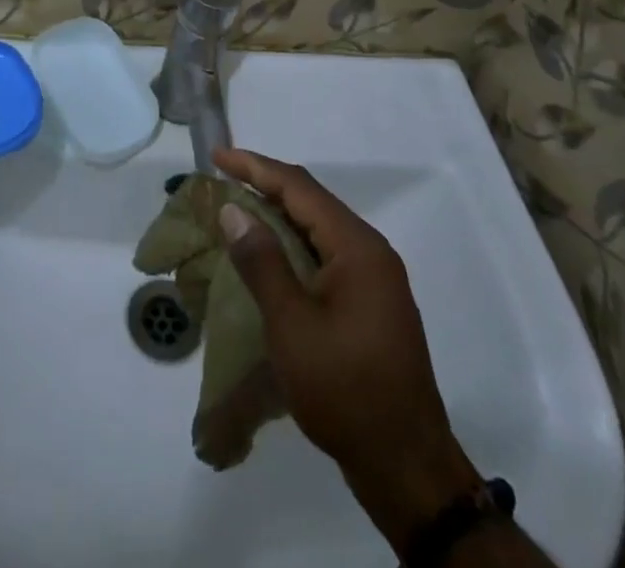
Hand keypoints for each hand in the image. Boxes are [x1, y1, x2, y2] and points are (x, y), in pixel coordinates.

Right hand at [214, 148, 480, 547]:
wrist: (407, 468)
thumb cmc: (345, 390)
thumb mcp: (292, 325)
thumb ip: (262, 261)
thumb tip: (234, 209)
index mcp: (358, 247)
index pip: (299, 188)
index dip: (255, 167)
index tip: (217, 156)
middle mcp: (371, 252)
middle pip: (311, 202)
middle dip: (266, 186)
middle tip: (223, 179)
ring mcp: (374, 280)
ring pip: (318, 229)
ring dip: (278, 216)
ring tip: (237, 210)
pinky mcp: (370, 305)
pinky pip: (325, 255)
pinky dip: (293, 246)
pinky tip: (269, 256)